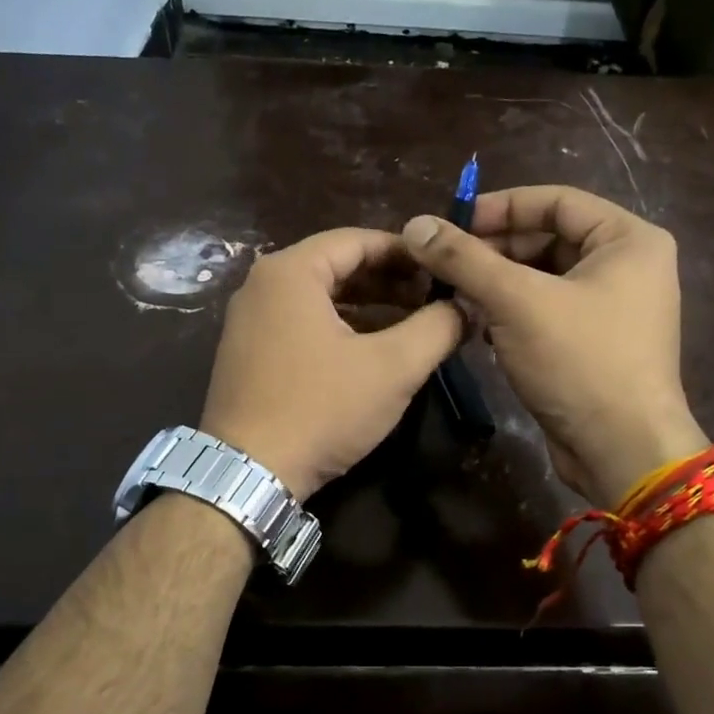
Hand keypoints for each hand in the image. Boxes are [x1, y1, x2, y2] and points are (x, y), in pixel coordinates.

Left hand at [200, 228, 463, 499]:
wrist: (249, 474)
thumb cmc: (321, 409)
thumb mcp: (393, 367)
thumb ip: (437, 328)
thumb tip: (466, 305)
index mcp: (291, 271)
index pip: (358, 240)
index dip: (407, 252)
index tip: (443, 269)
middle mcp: (261, 285)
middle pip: (337, 267)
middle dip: (389, 281)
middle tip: (432, 298)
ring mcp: (249, 321)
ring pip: (320, 299)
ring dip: (368, 307)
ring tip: (411, 324)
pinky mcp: (248, 355)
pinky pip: (301, 325)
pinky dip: (339, 329)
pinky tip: (371, 351)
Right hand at [402, 185, 705, 505]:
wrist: (621, 451)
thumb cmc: (580, 362)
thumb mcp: (517, 301)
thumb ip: (464, 259)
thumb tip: (415, 224)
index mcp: (628, 240)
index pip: (557, 200)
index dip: (500, 206)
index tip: (451, 222)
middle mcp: (627, 267)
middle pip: (548, 240)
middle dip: (493, 251)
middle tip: (443, 264)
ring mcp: (612, 309)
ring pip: (543, 280)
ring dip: (497, 285)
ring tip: (451, 295)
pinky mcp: (594, 345)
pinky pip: (546, 313)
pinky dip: (511, 315)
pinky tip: (477, 327)